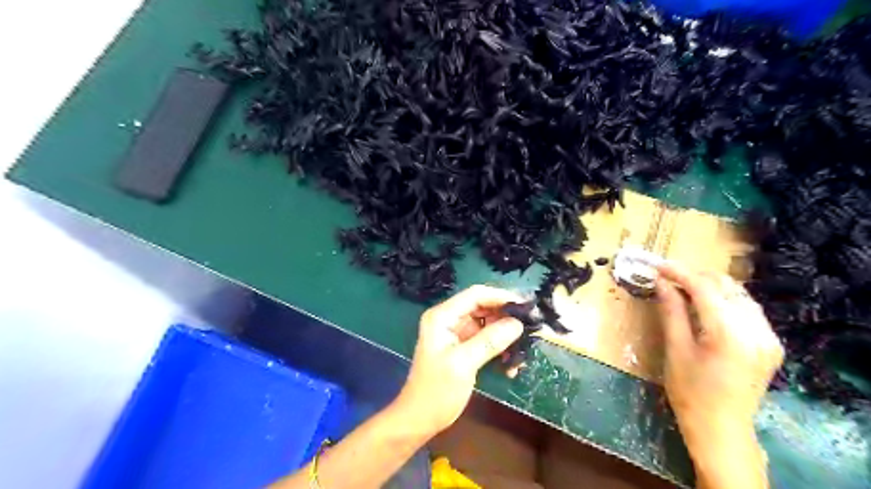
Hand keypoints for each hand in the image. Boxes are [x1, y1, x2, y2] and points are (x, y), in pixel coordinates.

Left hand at [396, 284, 523, 432]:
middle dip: (507, 318)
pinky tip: (511, 367)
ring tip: (523, 351)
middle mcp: (449, 319)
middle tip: (532, 328)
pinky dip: (500, 349)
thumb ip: (490, 341)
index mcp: (442, 316)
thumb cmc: (436, 391)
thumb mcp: (463, 364)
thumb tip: (517, 324)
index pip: (475, 295)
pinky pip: (487, 340)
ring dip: (506, 336)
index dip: (501, 297)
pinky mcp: (464, 347)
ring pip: (488, 324)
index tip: (526, 307)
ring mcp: (457, 333)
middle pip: (484, 307)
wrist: (420, 419)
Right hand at [654, 262, 782, 451]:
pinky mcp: (771, 343)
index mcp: (729, 334)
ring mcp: (769, 337)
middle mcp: (756, 330)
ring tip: (684, 288)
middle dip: (696, 276)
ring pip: (739, 295)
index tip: (658, 266)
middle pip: (726, 286)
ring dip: (711, 286)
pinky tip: (707, 305)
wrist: (722, 428)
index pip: (705, 289)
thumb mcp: (675, 349)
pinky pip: (748, 309)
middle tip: (668, 277)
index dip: (680, 273)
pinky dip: (725, 300)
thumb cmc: (690, 391)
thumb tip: (661, 282)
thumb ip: (671, 311)